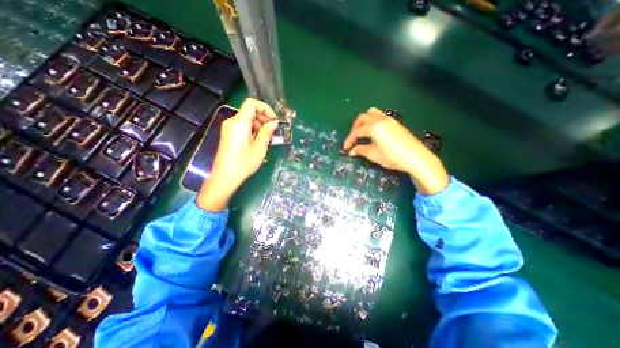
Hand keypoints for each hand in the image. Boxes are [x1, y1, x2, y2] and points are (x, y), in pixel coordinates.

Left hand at [199, 98, 278, 211]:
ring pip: (246, 119)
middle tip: (273, 131)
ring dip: (259, 125)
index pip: (251, 103)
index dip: (265, 108)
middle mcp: (232, 121)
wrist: (225, 176)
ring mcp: (229, 128)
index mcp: (239, 122)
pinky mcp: (228, 134)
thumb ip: (267, 132)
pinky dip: (252, 129)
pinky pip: (242, 126)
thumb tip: (274, 122)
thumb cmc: (243, 163)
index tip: (273, 120)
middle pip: (249, 111)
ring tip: (267, 138)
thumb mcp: (259, 148)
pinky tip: (258, 141)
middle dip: (263, 118)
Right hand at [341, 108, 448, 194]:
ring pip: (371, 113)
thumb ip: (360, 150)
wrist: (415, 157)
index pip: (356, 131)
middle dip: (354, 128)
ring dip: (363, 121)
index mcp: (374, 127)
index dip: (349, 139)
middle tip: (353, 139)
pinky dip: (372, 120)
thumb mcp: (373, 154)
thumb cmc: (392, 157)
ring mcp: (389, 119)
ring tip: (362, 131)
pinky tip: (374, 130)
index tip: (345, 148)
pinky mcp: (395, 122)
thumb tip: (351, 151)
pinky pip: (380, 115)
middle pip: (362, 118)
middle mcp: (380, 119)